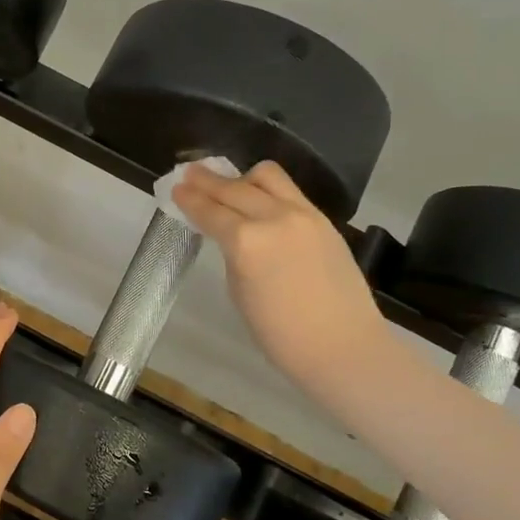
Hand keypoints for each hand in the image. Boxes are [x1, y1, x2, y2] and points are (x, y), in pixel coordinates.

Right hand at [174, 160, 386, 385]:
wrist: (342, 346)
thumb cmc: (280, 333)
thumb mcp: (239, 291)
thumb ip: (233, 254)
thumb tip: (230, 235)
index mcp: (246, 242)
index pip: (210, 211)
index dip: (190, 199)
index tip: (176, 188)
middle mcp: (274, 217)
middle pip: (234, 187)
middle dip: (208, 181)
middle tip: (191, 174)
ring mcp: (303, 214)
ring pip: (267, 176)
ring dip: (242, 178)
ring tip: (230, 185)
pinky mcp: (323, 219)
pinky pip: (289, 191)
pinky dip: (268, 190)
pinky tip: (259, 200)